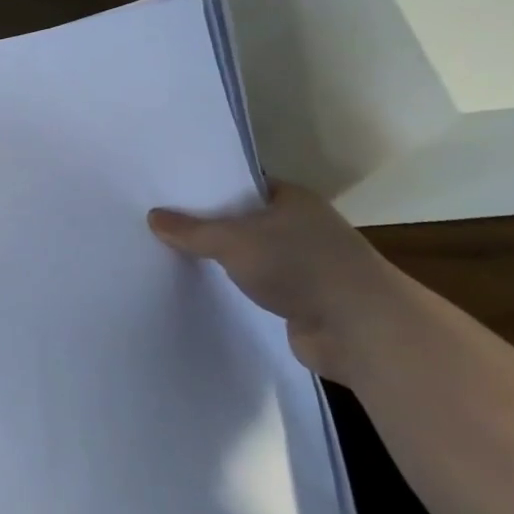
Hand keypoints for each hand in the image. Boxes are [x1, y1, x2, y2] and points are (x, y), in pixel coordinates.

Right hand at [147, 183, 400, 382]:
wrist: (359, 329)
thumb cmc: (300, 265)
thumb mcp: (232, 240)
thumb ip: (191, 230)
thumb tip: (153, 216)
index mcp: (292, 200)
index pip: (243, 185)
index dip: (209, 187)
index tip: (171, 193)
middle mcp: (301, 227)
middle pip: (244, 220)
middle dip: (209, 225)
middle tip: (162, 224)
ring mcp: (304, 265)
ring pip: (250, 255)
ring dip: (222, 259)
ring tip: (173, 256)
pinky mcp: (301, 300)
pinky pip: (257, 286)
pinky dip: (235, 287)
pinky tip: (203, 288)